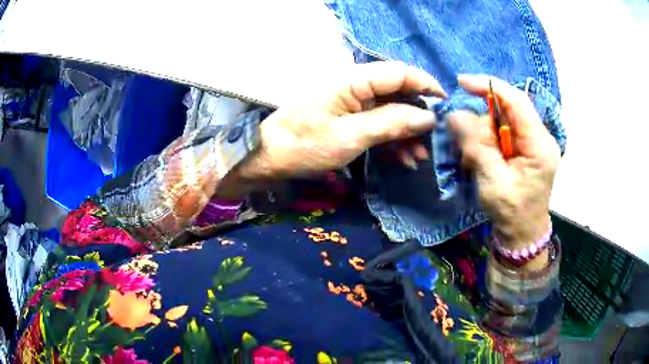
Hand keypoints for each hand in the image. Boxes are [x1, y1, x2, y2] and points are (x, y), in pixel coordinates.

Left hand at [238, 62, 445, 179]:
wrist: (268, 156)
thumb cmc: (304, 145)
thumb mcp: (351, 136)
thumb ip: (391, 123)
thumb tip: (428, 117)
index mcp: (354, 80)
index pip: (399, 72)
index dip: (425, 85)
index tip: (446, 105)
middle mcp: (356, 86)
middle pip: (398, 92)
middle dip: (419, 116)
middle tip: (435, 141)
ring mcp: (353, 102)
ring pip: (391, 110)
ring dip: (408, 133)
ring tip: (420, 157)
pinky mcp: (349, 118)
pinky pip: (378, 123)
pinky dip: (393, 140)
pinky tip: (404, 159)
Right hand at [448, 75, 559, 266]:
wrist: (523, 234)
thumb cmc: (512, 213)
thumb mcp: (493, 182)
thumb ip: (476, 146)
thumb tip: (454, 115)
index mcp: (539, 145)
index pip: (517, 101)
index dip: (490, 86)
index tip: (462, 82)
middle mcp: (540, 137)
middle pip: (508, 110)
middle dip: (484, 121)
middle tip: (468, 145)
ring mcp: (534, 142)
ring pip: (503, 121)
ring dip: (484, 135)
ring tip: (476, 161)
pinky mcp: (527, 148)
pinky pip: (504, 132)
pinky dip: (489, 141)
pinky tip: (484, 159)